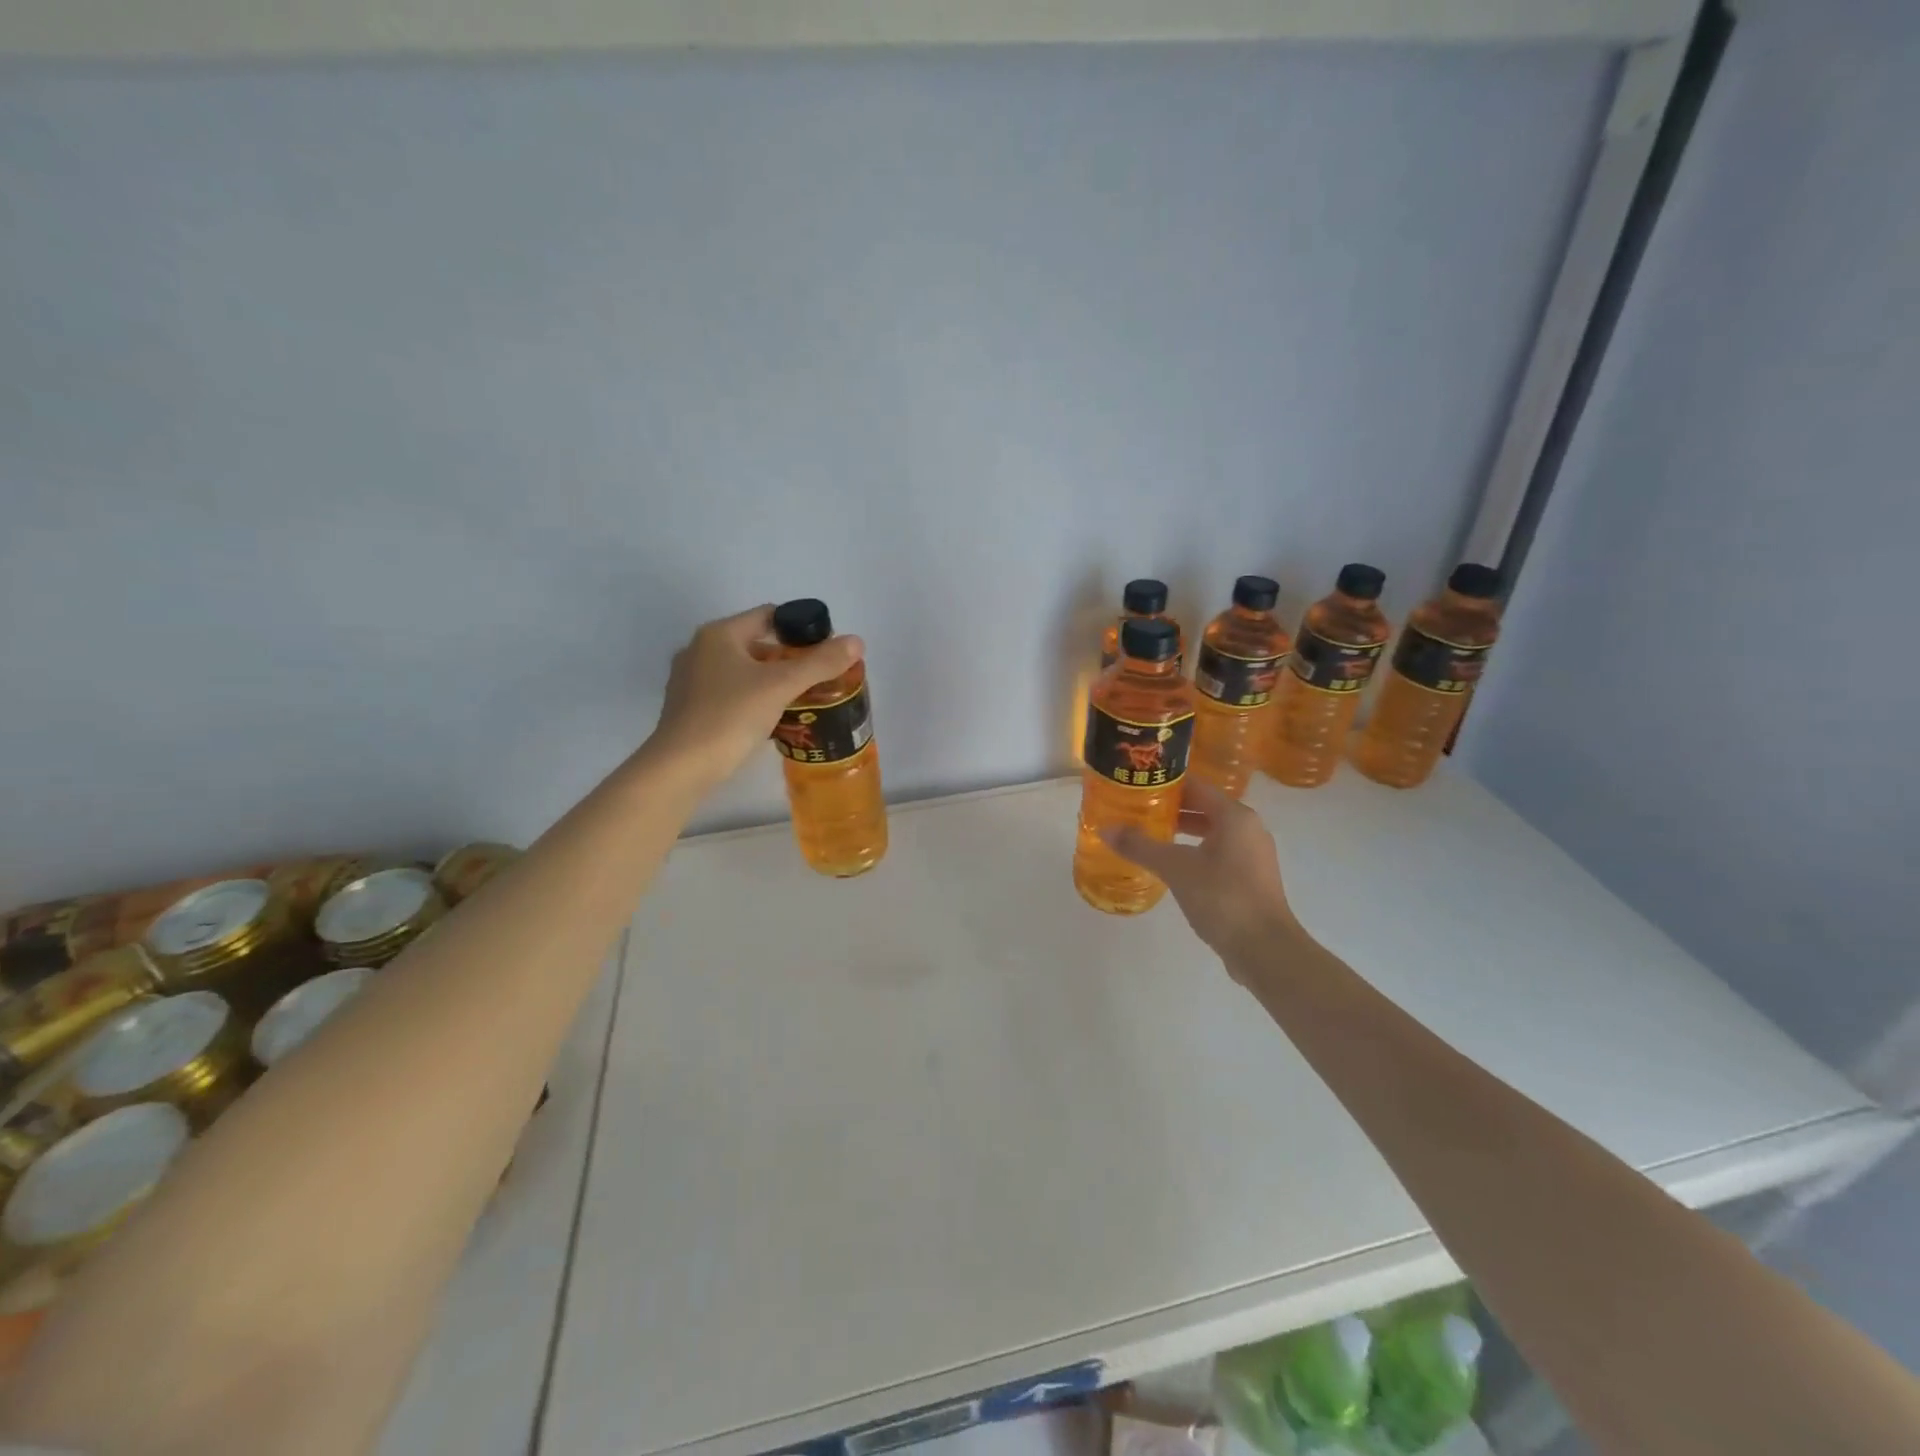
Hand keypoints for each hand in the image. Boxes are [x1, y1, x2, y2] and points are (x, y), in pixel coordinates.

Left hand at [647, 606, 863, 788]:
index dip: (801, 627)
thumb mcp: (781, 686)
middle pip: (756, 643)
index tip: (826, 650)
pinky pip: (730, 692)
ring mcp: (690, 679)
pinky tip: (771, 718)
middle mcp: (700, 649)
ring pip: (743, 670)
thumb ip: (820, 662)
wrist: (681, 766)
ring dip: (772, 679)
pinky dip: (753, 698)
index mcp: (719, 634)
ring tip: (802, 698)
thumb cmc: (730, 716)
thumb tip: (857, 641)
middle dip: (789, 657)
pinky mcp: (689, 707)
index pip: (769, 615)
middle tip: (819, 677)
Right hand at [1102, 777, 1297, 968]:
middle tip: (1135, 811)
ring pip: (1211, 832)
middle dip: (1170, 809)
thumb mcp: (1175, 868)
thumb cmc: (1222, 897)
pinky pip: (1218, 853)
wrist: (1265, 949)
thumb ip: (1140, 846)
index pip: (1195, 785)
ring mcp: (1252, 855)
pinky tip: (1171, 866)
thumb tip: (1106, 829)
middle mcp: (1248, 828)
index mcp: (1234, 816)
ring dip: (1181, 832)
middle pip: (1203, 807)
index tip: (1136, 786)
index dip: (1164, 784)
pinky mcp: (1251, 879)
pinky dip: (1194, 852)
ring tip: (1148, 836)